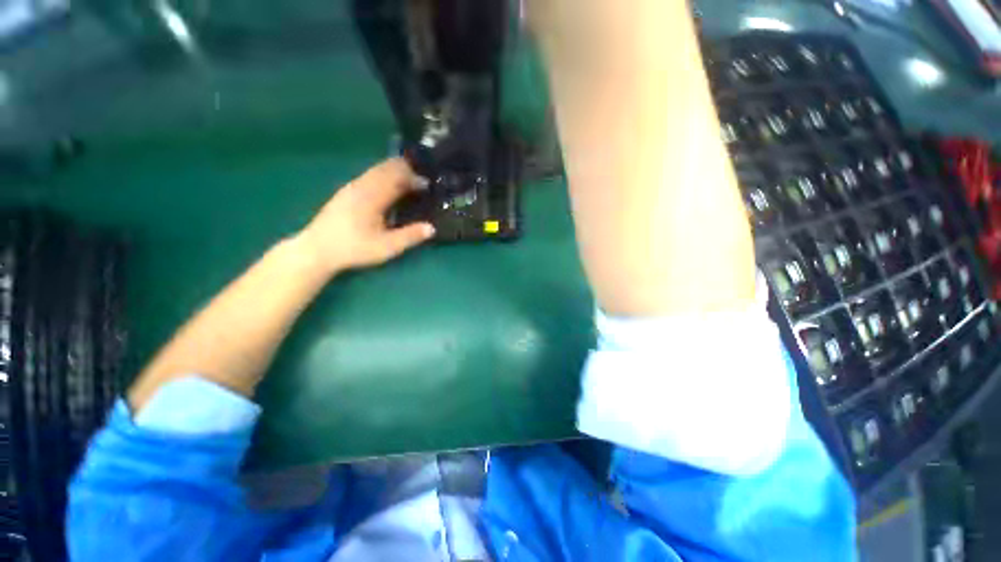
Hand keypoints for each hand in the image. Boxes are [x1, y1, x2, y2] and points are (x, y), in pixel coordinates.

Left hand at [298, 158, 434, 275]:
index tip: (427, 186)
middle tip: (421, 182)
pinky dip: (384, 176)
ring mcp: (352, 187)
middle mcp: (362, 185)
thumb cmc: (354, 248)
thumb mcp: (386, 247)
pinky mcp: (346, 192)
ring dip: (394, 172)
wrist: (317, 249)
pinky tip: (388, 189)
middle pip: (386, 168)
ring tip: (408, 183)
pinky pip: (369, 175)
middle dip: (406, 171)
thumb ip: (410, 236)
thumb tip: (431, 228)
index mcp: (373, 196)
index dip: (414, 178)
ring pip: (376, 170)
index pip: (397, 177)